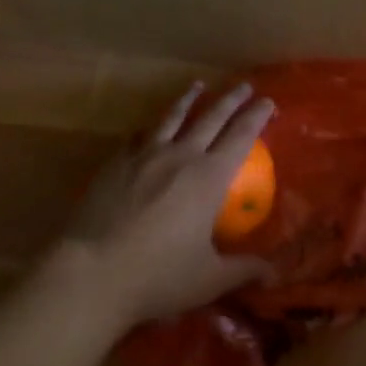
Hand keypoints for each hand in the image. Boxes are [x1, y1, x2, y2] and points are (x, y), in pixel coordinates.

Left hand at [54, 81, 274, 330]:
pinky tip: (146, 128)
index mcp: (210, 177)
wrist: (92, 274)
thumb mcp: (208, 280)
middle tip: (244, 86)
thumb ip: (242, 270)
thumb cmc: (157, 277)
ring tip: (197, 85)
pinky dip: (148, 129)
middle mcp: (182, 156)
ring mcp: (146, 156)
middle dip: (231, 99)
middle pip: (212, 117)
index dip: (257, 116)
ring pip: (173, 117)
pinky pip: (137, 138)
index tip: (268, 101)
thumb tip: (273, 273)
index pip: (241, 136)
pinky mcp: (116, 164)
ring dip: (188, 99)